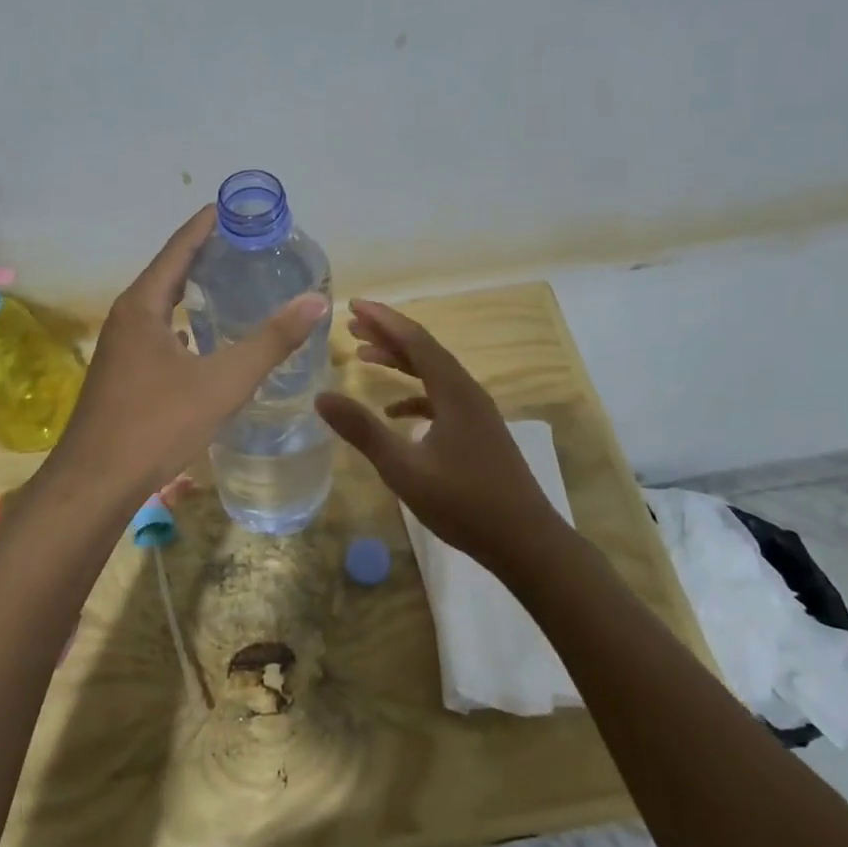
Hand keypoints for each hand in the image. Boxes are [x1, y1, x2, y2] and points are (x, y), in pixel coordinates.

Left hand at [41, 206, 328, 508]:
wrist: (95, 483)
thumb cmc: (156, 424)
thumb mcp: (223, 381)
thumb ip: (271, 341)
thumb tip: (316, 300)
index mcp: (143, 306)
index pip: (179, 249)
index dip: (206, 225)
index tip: (233, 207)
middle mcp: (127, 317)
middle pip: (169, 271)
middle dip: (204, 254)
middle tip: (245, 244)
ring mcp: (121, 347)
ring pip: (161, 304)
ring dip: (192, 288)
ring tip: (231, 282)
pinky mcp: (122, 373)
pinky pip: (158, 331)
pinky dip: (184, 322)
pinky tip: (205, 337)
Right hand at [315, 299, 567, 576]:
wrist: (526, 541)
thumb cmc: (464, 503)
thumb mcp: (404, 469)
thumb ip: (363, 431)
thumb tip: (321, 397)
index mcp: (453, 391)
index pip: (414, 340)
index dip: (383, 319)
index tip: (353, 305)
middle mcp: (466, 391)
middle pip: (424, 350)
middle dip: (388, 334)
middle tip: (352, 325)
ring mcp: (475, 412)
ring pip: (433, 373)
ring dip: (400, 361)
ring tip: (365, 355)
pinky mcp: (478, 432)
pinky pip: (441, 398)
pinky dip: (414, 396)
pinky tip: (393, 411)